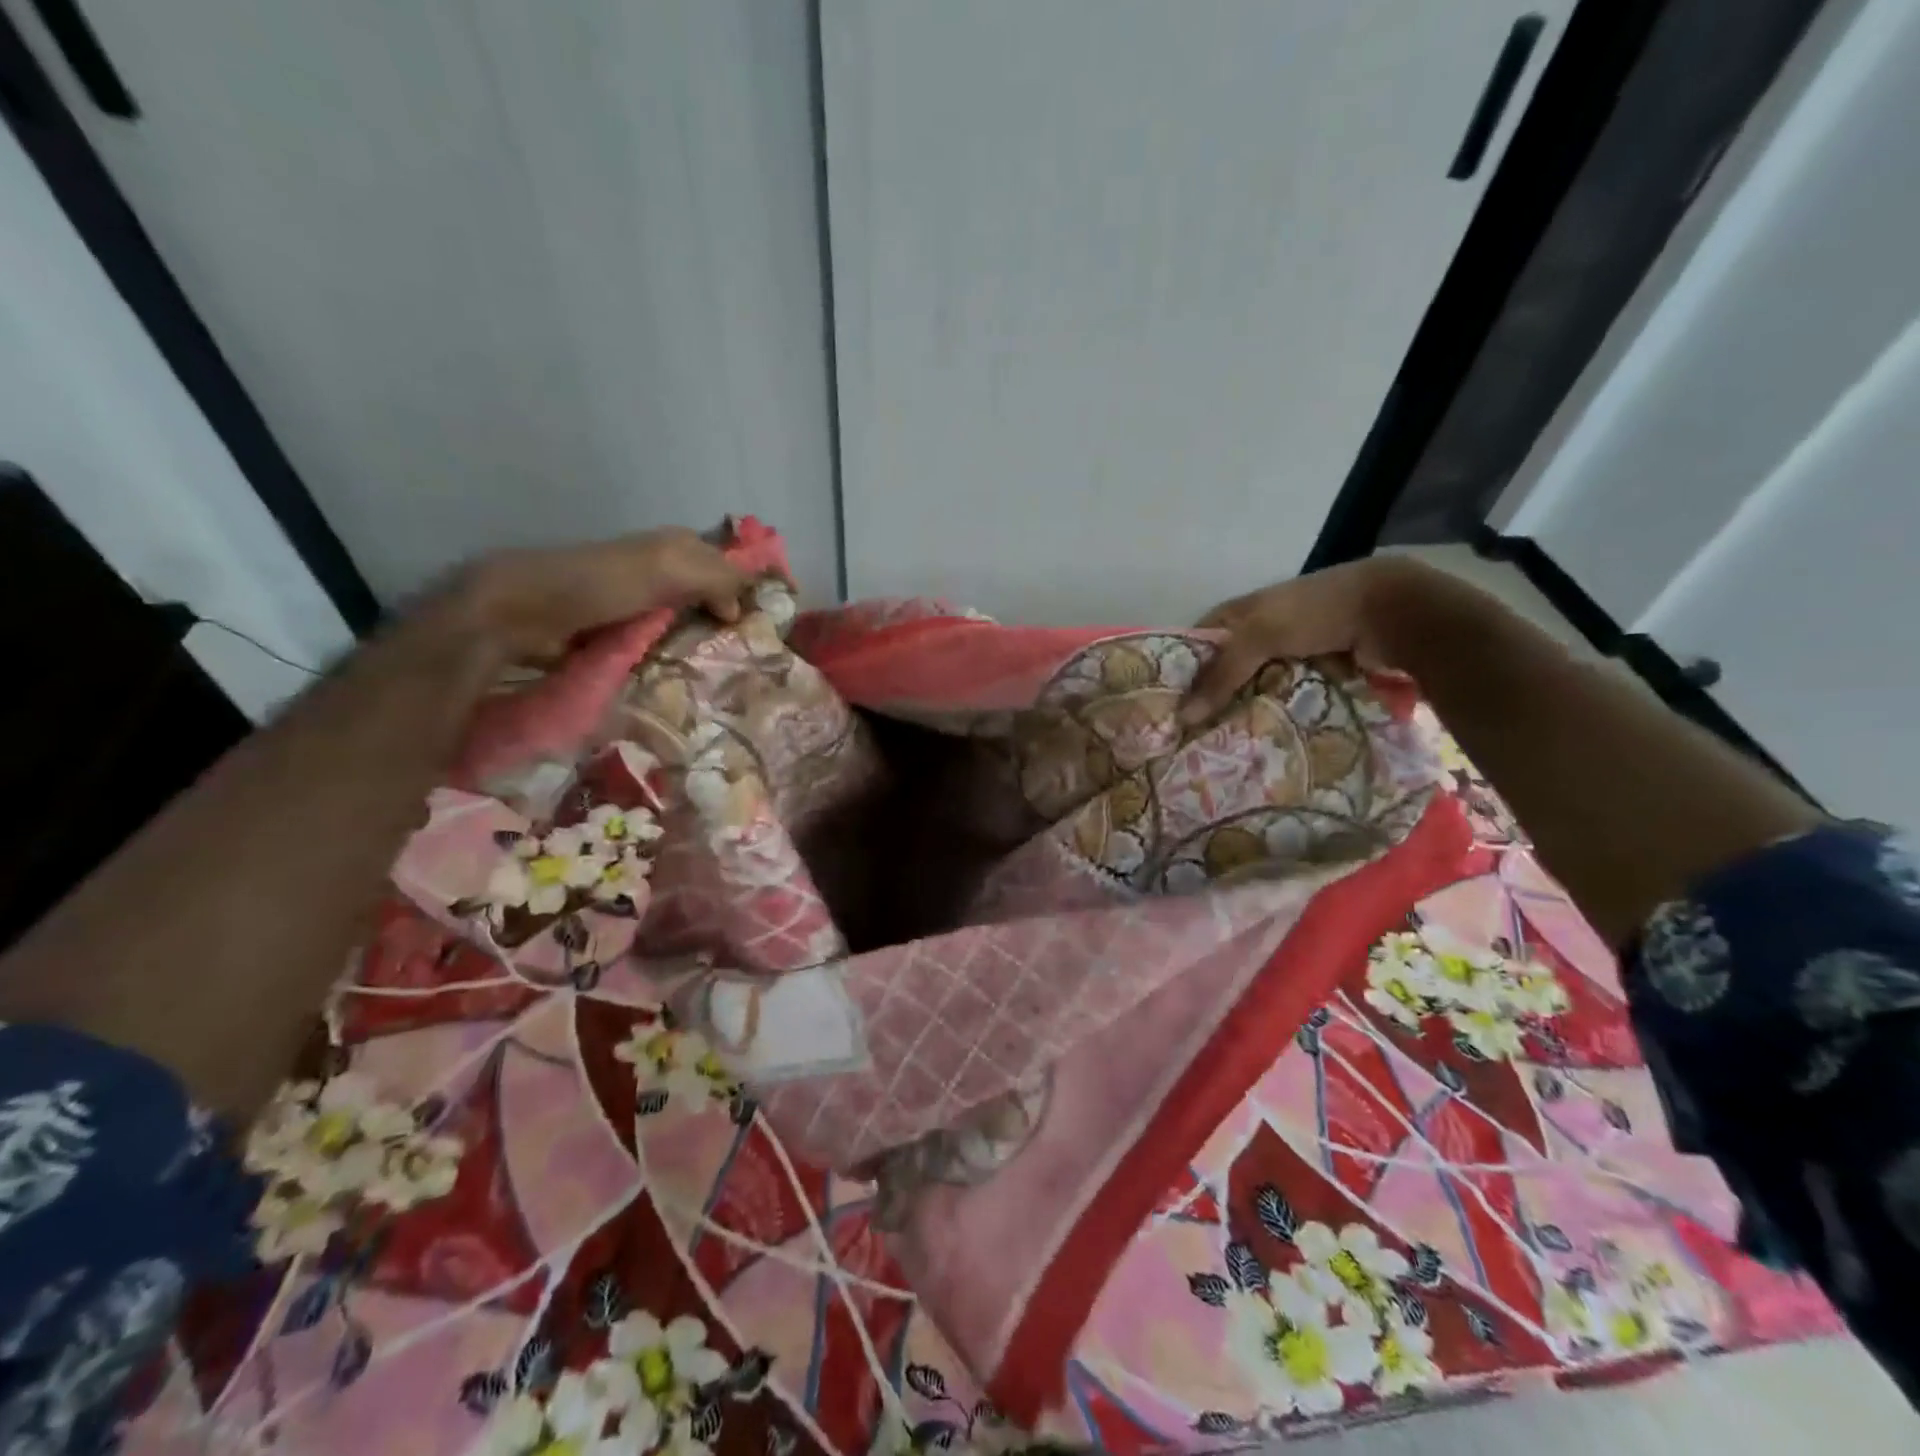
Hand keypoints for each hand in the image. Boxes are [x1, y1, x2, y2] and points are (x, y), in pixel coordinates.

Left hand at [450, 527, 761, 661]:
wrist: (526, 612)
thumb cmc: (602, 583)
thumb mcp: (668, 568)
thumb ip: (717, 575)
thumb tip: (744, 604)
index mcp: (677, 547)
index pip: (730, 563)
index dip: (753, 584)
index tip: (774, 619)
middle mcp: (664, 571)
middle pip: (714, 594)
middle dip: (735, 617)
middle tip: (757, 652)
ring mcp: (644, 604)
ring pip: (692, 622)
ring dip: (709, 642)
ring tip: (731, 670)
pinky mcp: (625, 633)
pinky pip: (667, 645)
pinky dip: (682, 657)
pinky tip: (694, 674)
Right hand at [1180, 557, 1439, 725]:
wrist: (1392, 611)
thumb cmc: (1315, 612)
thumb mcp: (1258, 635)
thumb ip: (1220, 674)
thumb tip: (1181, 717)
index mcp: (1240, 612)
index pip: (1197, 643)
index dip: (1180, 670)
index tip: (1165, 708)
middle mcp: (1260, 631)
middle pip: (1226, 669)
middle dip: (1211, 698)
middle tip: (1189, 737)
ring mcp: (1290, 653)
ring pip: (1255, 687)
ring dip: (1244, 711)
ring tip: (1221, 747)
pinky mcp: (1316, 673)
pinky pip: (1285, 698)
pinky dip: (1275, 715)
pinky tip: (1261, 739)